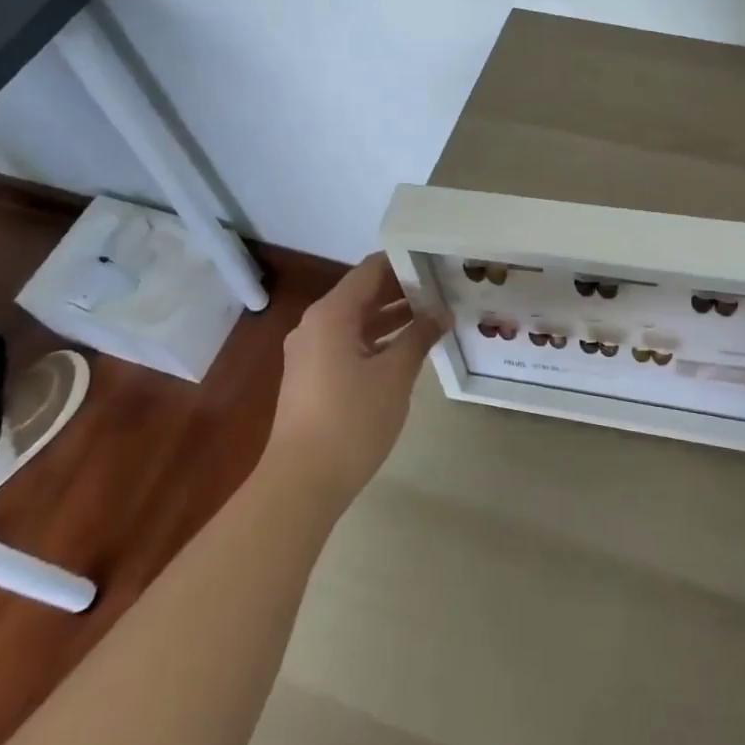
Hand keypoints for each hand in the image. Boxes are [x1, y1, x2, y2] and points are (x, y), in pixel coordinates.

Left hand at [266, 253, 449, 513]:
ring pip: (356, 320)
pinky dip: (376, 340)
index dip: (404, 262)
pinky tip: (407, 349)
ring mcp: (310, 352)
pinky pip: (348, 343)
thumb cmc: (351, 419)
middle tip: (444, 288)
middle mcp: (315, 324)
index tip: (438, 262)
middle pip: (362, 293)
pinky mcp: (312, 376)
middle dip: (402, 290)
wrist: (301, 481)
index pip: (371, 269)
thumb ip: (419, 336)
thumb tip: (442, 312)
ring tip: (434, 316)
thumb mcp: (394, 375)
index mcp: (331, 314)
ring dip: (392, 317)